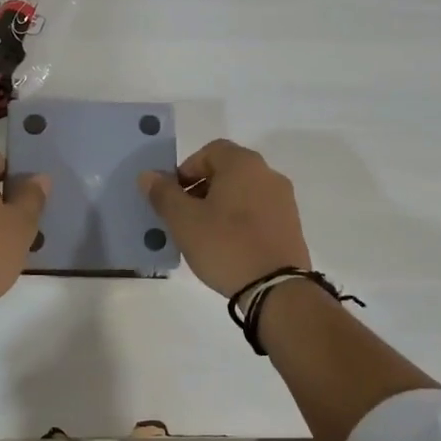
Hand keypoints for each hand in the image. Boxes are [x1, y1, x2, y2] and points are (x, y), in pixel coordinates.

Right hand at [141, 139, 310, 296]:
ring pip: (243, 193)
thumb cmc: (226, 245)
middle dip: (201, 189)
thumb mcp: (184, 220)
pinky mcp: (291, 226)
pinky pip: (258, 212)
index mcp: (243, 164)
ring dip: (220, 206)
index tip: (174, 196)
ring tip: (204, 235)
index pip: (210, 151)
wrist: (277, 289)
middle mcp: (268, 174)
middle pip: (227, 171)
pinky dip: (240, 221)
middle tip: (184, 217)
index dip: (186, 169)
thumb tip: (148, 175)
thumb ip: (164, 194)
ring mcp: (284, 201)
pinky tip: (228, 246)